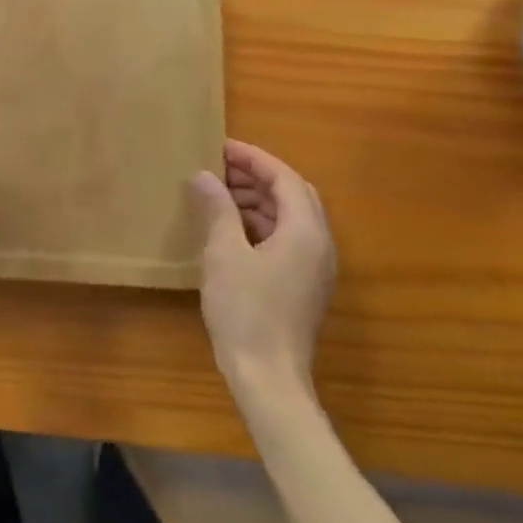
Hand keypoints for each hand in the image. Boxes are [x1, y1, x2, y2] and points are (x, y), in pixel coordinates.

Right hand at [189, 140, 336, 396]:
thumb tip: (203, 175)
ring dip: (258, 200)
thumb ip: (217, 209)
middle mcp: (319, 244)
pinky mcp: (303, 284)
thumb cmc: (245, 309)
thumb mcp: (224, 253)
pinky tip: (230, 229)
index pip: (284, 178)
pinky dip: (260, 223)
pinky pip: (286, 238)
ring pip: (290, 217)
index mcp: (305, 231)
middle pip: (293, 194)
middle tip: (218, 167)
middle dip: (257, 176)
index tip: (220, 146)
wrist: (268, 375)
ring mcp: (314, 267)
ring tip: (218, 194)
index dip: (253, 158)